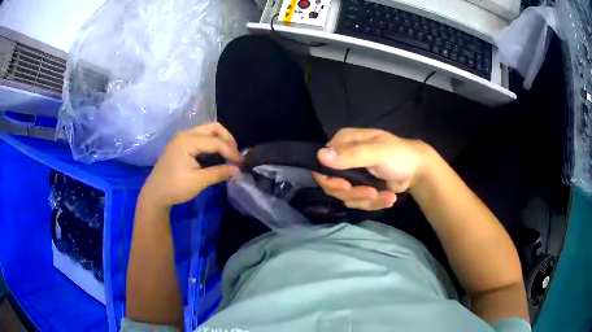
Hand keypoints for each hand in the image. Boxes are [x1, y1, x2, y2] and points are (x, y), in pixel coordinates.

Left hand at [140, 122, 242, 208]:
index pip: (215, 141)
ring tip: (229, 155)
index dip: (231, 151)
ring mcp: (182, 138)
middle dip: (227, 139)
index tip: (242, 164)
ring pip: (207, 131)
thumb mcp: (199, 181)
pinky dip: (212, 143)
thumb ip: (219, 173)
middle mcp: (185, 134)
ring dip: (220, 140)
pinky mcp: (181, 144)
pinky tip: (217, 155)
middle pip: (213, 128)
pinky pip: (201, 137)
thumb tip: (239, 170)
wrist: (155, 195)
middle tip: (236, 155)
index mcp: (187, 140)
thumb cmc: (175, 187)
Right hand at [313, 128, 430, 210]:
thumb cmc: (399, 155)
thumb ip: (351, 155)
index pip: (322, 163)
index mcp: (344, 142)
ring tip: (387, 196)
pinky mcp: (360, 188)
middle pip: (332, 184)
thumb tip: (320, 155)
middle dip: (353, 193)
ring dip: (367, 200)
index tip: (346, 187)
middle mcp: (343, 158)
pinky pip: (358, 201)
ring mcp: (352, 175)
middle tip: (371, 193)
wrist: (417, 170)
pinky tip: (389, 198)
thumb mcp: (377, 153)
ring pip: (346, 196)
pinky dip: (374, 203)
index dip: (330, 179)